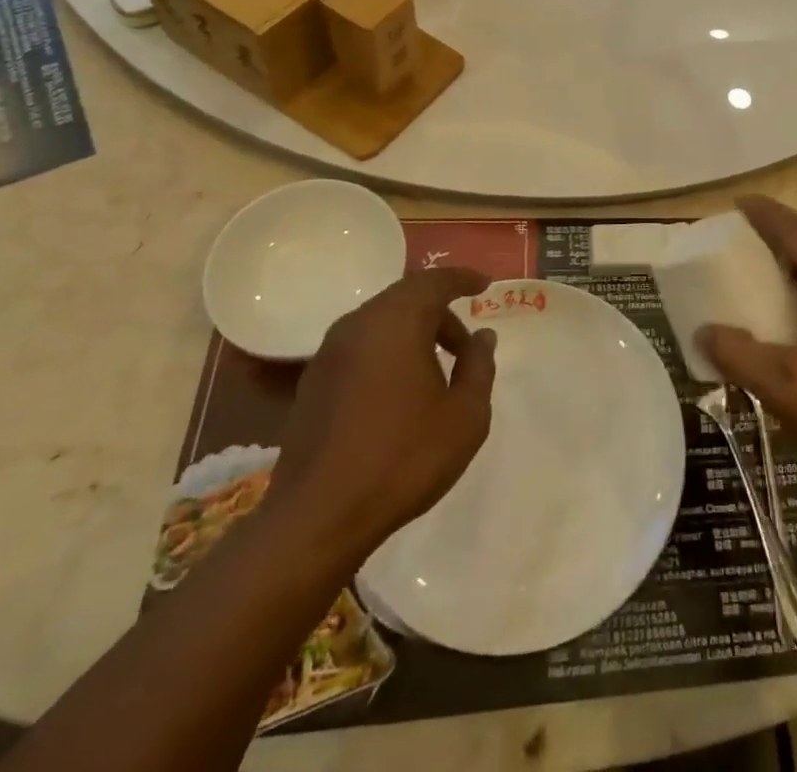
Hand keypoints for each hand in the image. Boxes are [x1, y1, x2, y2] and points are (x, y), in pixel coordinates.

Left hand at [269, 268, 497, 556]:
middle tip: (465, 346)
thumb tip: (482, 336)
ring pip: (381, 322)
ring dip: (412, 333)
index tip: (484, 285)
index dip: (463, 279)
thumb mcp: (465, 415)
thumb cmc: (403, 458)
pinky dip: (386, 352)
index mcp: (397, 321)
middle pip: (406, 298)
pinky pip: (360, 346)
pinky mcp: (312, 381)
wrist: (318, 517)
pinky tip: (398, 392)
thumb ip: (478, 366)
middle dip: (440, 313)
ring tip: (435, 372)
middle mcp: (359, 324)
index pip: (435, 281)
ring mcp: (329, 352)